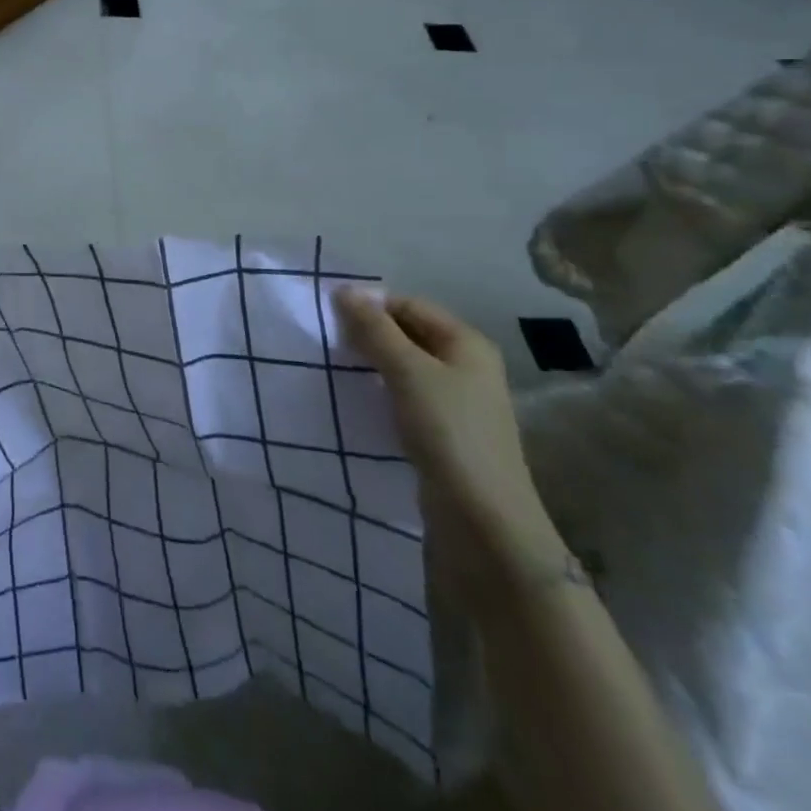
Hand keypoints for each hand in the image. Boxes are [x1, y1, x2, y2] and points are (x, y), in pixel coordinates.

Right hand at [333, 291, 567, 603]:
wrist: (483, 521)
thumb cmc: (449, 432)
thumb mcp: (407, 372)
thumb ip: (374, 329)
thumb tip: (343, 289)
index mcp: (466, 343)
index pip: (408, 305)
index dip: (370, 306)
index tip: (328, 317)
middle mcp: (466, 365)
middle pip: (407, 334)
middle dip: (368, 334)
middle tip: (326, 341)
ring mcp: (457, 401)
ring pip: (404, 366)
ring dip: (371, 363)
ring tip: (334, 367)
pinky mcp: (443, 432)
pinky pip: (404, 396)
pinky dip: (379, 391)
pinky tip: (356, 399)